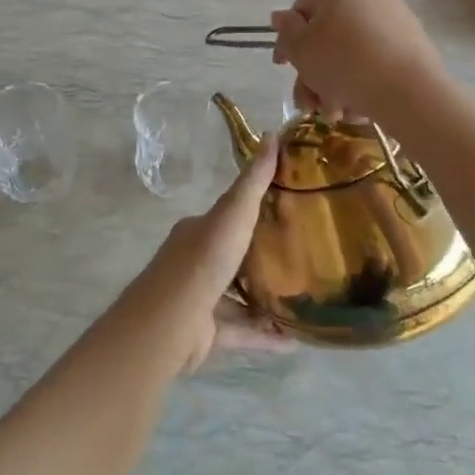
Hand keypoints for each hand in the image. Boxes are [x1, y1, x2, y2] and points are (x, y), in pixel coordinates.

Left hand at [140, 136, 286, 372]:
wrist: (172, 320)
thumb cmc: (203, 260)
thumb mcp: (233, 212)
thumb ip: (254, 180)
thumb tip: (272, 135)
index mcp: (197, 231)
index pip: (228, 215)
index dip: (253, 211)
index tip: (287, 210)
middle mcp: (196, 262)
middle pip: (234, 255)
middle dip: (262, 255)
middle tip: (302, 255)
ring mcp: (200, 299)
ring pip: (238, 296)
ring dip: (266, 298)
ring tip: (302, 298)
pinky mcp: (207, 334)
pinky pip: (242, 332)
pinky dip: (266, 335)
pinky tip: (295, 340)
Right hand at [269, 0, 447, 127]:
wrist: (409, 91)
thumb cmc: (343, 62)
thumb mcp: (301, 48)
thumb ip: (286, 31)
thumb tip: (281, 16)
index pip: (302, 9)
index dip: (287, 41)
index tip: (282, 68)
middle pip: (328, 36)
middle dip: (313, 74)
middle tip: (308, 104)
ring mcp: (394, 19)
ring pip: (351, 54)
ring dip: (335, 86)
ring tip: (335, 114)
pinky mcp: (413, 44)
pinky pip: (376, 62)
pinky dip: (361, 84)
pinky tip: (358, 109)